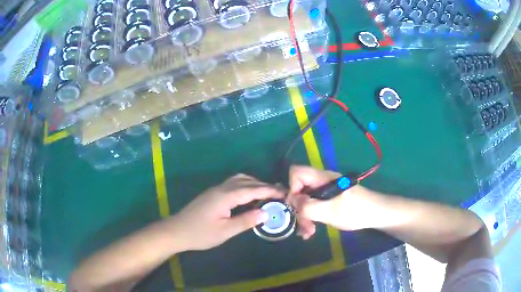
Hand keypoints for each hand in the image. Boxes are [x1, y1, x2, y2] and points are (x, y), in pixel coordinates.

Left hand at [168, 174, 283, 250]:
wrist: (176, 231)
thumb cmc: (200, 234)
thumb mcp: (225, 231)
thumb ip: (246, 221)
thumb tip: (266, 213)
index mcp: (226, 196)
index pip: (253, 189)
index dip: (270, 190)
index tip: (285, 193)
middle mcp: (221, 188)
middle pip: (247, 181)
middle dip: (264, 185)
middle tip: (280, 193)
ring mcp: (216, 190)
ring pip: (239, 180)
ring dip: (254, 184)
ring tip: (267, 194)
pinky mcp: (212, 194)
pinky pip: (233, 184)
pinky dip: (246, 186)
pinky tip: (249, 197)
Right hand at [286, 165, 370, 239]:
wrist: (376, 214)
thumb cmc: (356, 211)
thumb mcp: (331, 211)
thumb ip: (309, 207)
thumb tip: (292, 202)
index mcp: (322, 178)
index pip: (296, 172)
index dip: (292, 188)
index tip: (297, 207)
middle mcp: (322, 181)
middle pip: (299, 189)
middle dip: (298, 209)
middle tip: (304, 227)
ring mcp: (325, 191)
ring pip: (305, 200)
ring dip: (303, 216)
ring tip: (308, 233)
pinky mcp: (329, 199)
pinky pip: (313, 205)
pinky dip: (310, 217)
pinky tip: (311, 231)